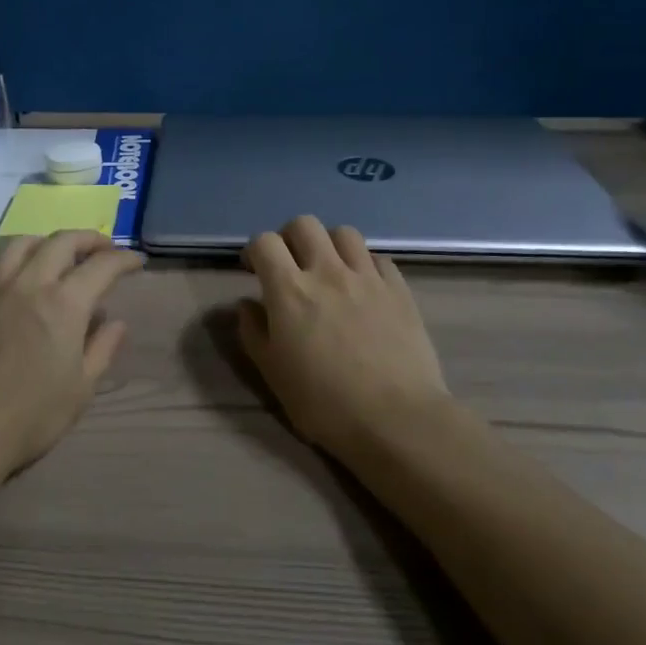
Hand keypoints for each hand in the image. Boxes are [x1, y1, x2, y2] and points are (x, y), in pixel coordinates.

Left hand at [0, 231, 143, 479]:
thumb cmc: (28, 418)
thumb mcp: (80, 391)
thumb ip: (101, 350)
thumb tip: (117, 322)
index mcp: (64, 304)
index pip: (102, 266)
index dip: (123, 259)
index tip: (137, 261)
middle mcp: (28, 284)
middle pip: (61, 242)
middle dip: (88, 239)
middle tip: (102, 248)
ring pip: (18, 245)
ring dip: (44, 242)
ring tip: (54, 253)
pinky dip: (2, 267)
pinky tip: (6, 280)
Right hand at [238, 216, 451, 454]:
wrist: (396, 419)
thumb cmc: (325, 403)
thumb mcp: (273, 373)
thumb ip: (253, 332)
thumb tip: (247, 304)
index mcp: (290, 290)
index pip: (264, 242)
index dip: (254, 251)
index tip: (253, 270)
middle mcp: (327, 272)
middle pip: (304, 225)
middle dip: (290, 238)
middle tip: (290, 264)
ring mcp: (366, 277)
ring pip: (343, 233)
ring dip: (329, 245)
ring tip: (329, 270)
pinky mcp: (398, 289)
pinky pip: (378, 258)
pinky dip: (364, 264)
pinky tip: (364, 287)